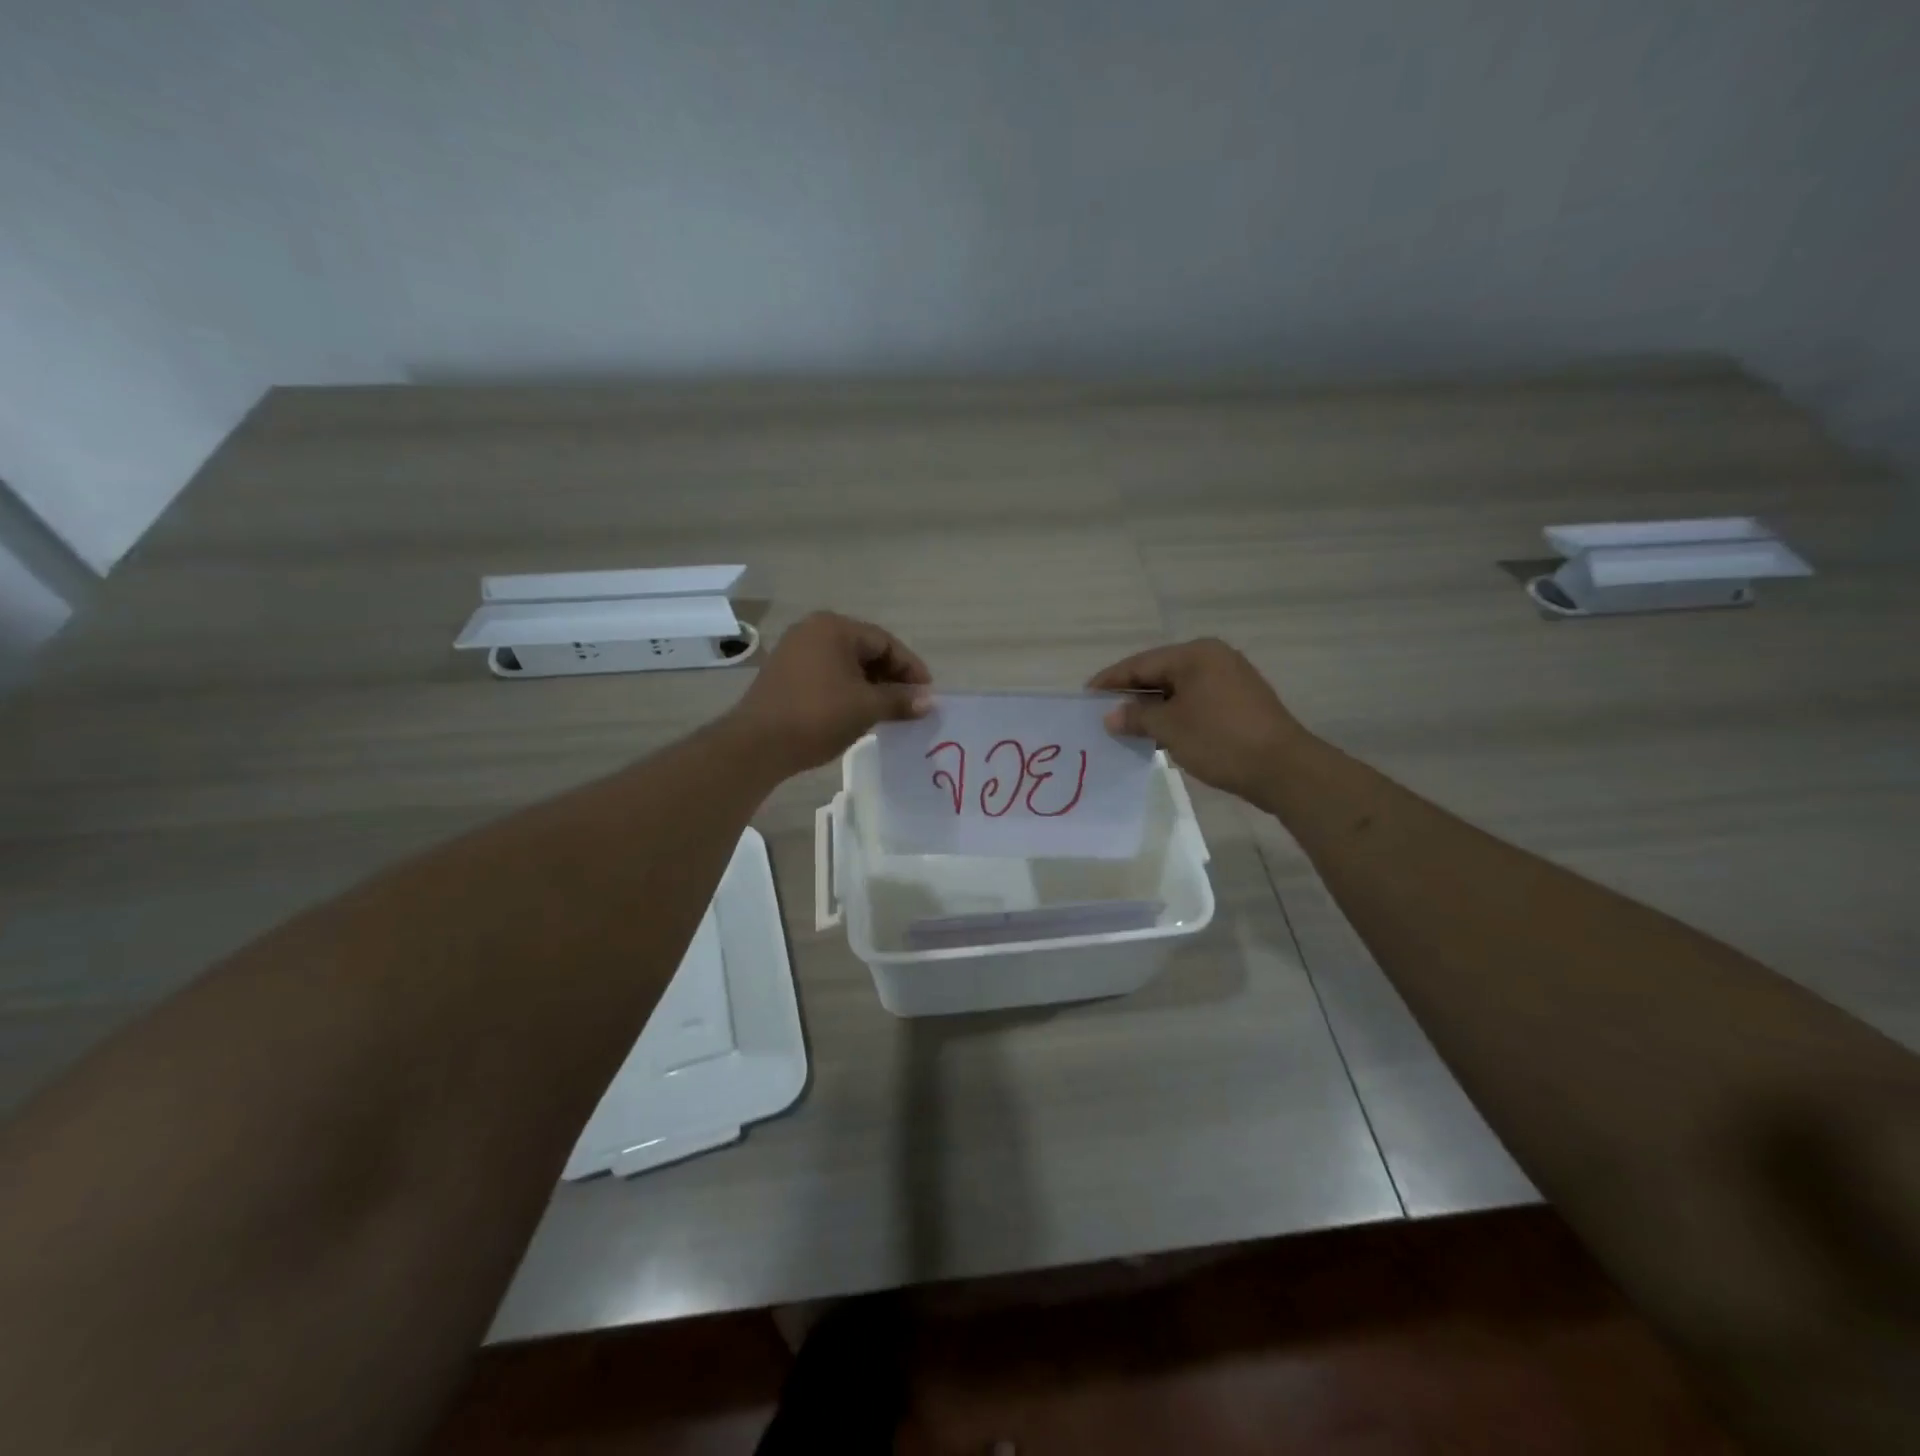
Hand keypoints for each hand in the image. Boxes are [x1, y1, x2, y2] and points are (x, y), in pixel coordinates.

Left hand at [728, 612, 931, 775]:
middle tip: (910, 704)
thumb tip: (929, 701)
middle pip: (865, 650)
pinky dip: (847, 691)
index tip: (927, 694)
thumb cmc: (818, 716)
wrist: (757, 744)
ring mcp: (795, 651)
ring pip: (846, 665)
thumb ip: (900, 700)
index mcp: (834, 627)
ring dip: (870, 686)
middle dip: (891, 677)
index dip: (910, 668)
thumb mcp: (866, 707)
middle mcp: (813, 630)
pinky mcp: (784, 674)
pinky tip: (858, 713)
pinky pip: (827, 675)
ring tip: (888, 712)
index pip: (885, 642)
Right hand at [1088, 639, 1308, 801]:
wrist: (1284, 769)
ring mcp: (1230, 680)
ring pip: (1177, 690)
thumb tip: (1111, 716)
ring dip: (1152, 708)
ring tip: (1125, 728)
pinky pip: (1195, 702)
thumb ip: (1137, 717)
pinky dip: (1174, 715)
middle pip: (1159, 673)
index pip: (1141, 663)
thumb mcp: (1170, 728)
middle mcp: (1213, 658)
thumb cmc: (1221, 740)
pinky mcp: (1239, 703)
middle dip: (1131, 695)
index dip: (1110, 680)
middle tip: (1102, 713)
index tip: (1085, 696)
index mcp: (1195, 654)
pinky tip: (1158, 735)